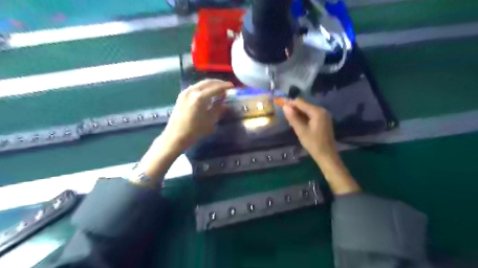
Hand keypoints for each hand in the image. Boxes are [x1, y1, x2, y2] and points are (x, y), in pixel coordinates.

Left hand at [135, 78, 232, 181]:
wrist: (176, 136)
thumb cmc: (195, 130)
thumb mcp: (211, 120)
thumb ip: (219, 107)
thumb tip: (223, 98)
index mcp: (200, 97)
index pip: (216, 87)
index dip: (225, 86)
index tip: (232, 86)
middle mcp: (192, 91)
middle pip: (208, 82)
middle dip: (218, 83)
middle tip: (227, 86)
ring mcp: (185, 92)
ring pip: (201, 84)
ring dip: (211, 84)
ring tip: (219, 88)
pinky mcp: (182, 95)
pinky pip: (196, 87)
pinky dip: (204, 88)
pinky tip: (208, 92)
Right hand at [283, 97, 335, 161]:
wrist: (327, 156)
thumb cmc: (313, 143)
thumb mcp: (301, 131)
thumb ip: (293, 117)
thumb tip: (285, 106)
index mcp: (317, 111)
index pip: (300, 102)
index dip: (290, 103)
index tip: (280, 106)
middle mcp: (322, 110)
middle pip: (304, 105)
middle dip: (294, 109)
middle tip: (285, 116)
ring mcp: (323, 115)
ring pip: (307, 110)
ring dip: (298, 114)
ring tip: (290, 121)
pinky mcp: (323, 120)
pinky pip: (311, 115)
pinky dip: (304, 117)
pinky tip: (298, 124)